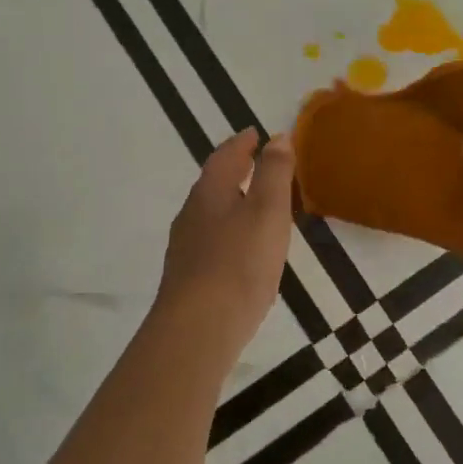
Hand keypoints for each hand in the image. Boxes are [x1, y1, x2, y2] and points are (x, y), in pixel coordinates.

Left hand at [154, 129, 294, 353]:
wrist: (198, 329)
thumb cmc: (238, 264)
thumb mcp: (267, 211)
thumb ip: (274, 173)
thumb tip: (277, 138)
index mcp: (210, 192)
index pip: (225, 156)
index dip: (242, 143)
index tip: (256, 134)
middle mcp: (192, 214)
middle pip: (213, 183)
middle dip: (235, 170)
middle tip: (257, 162)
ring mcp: (186, 247)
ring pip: (211, 213)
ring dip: (232, 201)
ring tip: (257, 205)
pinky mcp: (188, 277)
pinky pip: (211, 240)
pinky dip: (229, 231)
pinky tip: (242, 250)